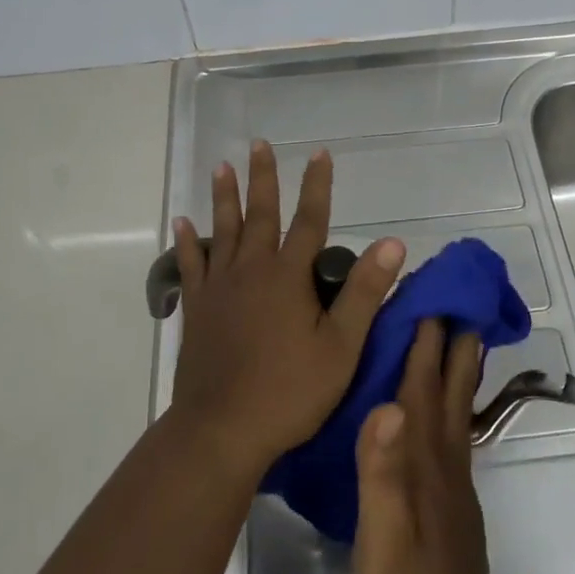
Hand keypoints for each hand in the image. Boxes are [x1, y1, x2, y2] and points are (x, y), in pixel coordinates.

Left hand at [168, 140, 405, 480]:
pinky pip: (191, 265)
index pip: (309, 219)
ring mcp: (219, 288)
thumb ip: (365, 292)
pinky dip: (187, 242)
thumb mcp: (341, 346)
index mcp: (288, 276)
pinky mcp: (196, 309)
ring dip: (224, 197)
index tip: (319, 153)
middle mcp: (251, 270)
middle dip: (263, 177)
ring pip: (223, 230)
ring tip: (222, 167)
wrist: (222, 429)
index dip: (317, 185)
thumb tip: (392, 242)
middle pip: (260, 214)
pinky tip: (182, 224)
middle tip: (258, 144)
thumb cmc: (289, 391)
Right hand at [353, 320, 522, 573]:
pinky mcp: (451, 505)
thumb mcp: (382, 540)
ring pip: (455, 409)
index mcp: (424, 463)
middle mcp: (444, 462)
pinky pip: (451, 434)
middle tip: (454, 298)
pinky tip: (440, 407)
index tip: (427, 294)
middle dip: (452, 341)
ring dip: (456, 368)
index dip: (425, 341)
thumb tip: (386, 403)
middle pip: (450, 388)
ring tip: (458, 335)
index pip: (422, 386)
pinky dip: (449, 404)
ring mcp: (452, 484)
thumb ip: (381, 474)